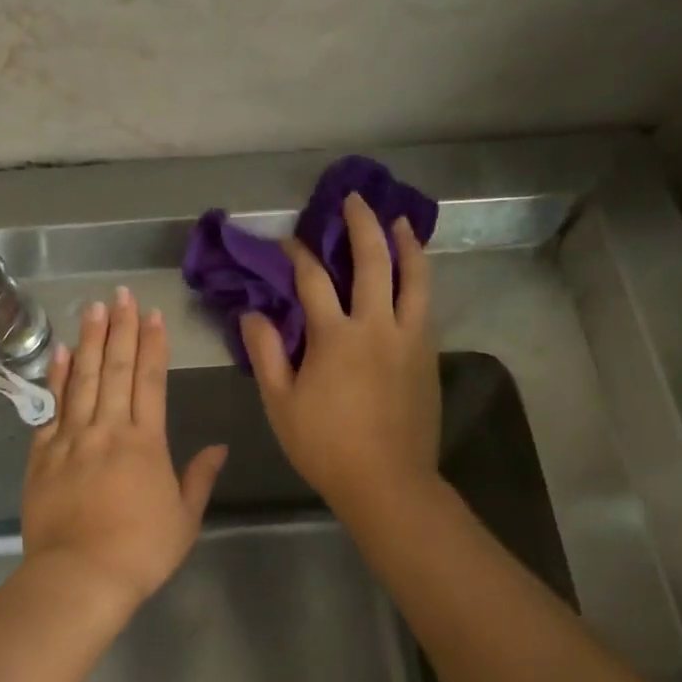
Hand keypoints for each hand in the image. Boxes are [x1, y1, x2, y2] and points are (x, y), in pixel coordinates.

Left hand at [21, 287, 228, 617]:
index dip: (151, 345)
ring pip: (82, 380)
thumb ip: (199, 477)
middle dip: (120, 329)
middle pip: (114, 370)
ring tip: (92, 308)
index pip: (149, 381)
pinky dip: (56, 379)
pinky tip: (60, 353)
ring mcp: (71, 440)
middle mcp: (108, 430)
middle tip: (121, 294)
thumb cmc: (141, 551)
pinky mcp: (42, 456)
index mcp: (146, 443)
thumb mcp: (184, 518)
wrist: (81, 576)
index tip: (152, 315)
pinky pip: (50, 409)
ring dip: (88, 341)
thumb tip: (220, 446)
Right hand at [241, 194, 439, 510]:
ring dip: (407, 244)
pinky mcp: (428, 356)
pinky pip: (426, 305)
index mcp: (336, 336)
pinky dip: (420, 280)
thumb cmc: (325, 446)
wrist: (387, 482)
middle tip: (354, 199)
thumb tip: (252, 313)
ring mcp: (410, 339)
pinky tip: (414, 276)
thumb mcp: (281, 403)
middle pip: (374, 261)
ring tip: (399, 222)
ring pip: (415, 277)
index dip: (296, 255)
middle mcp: (378, 326)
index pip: (313, 280)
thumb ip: (266, 353)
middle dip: (362, 225)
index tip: (286, 241)